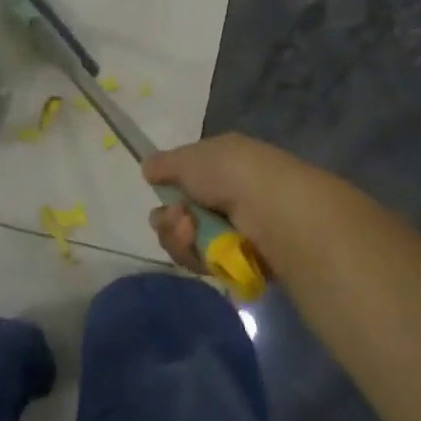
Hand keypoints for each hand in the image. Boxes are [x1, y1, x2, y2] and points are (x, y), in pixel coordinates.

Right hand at [143, 132, 346, 279]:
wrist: (273, 211)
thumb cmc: (231, 174)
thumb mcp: (190, 158)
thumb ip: (165, 164)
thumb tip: (148, 168)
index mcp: (223, 162)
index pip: (186, 177)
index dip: (169, 187)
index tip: (158, 191)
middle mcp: (230, 193)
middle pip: (182, 214)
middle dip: (171, 220)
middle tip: (177, 220)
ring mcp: (236, 228)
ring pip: (189, 241)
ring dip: (181, 238)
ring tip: (190, 232)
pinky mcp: (241, 259)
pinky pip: (204, 262)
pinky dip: (198, 256)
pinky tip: (204, 249)